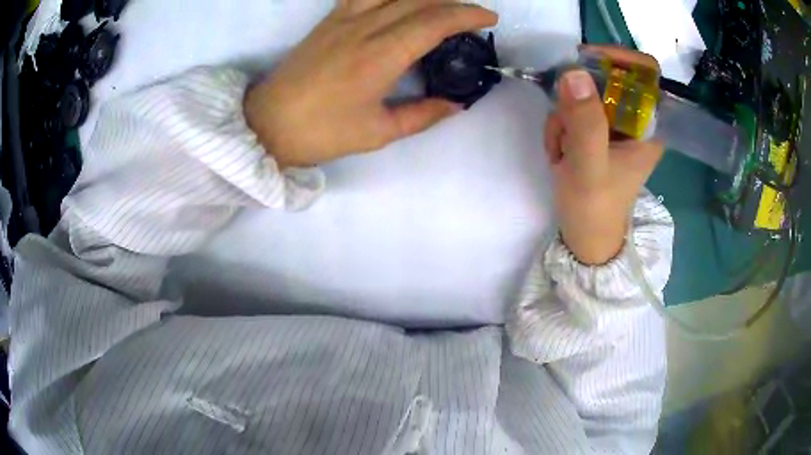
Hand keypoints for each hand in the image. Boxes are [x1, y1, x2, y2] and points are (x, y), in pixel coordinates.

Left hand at [244, 0, 497, 167]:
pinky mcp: (329, 19)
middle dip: (454, 2)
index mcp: (380, 56)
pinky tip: (400, 0)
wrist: (267, 123)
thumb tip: (456, 104)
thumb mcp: (378, 133)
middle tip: (472, 17)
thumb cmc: (321, 132)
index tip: (488, 20)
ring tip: (441, 4)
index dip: (466, 15)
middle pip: (419, 0)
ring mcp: (343, 19)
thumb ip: (422, 114)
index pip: (434, 21)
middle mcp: (364, 28)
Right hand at [544, 46, 663, 264]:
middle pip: (606, 80)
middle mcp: (635, 121)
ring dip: (563, 117)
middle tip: (563, 123)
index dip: (619, 58)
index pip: (645, 72)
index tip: (586, 61)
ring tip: (561, 152)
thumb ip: (585, 123)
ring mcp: (614, 125)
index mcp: (649, 127)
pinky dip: (559, 127)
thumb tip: (573, 72)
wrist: (584, 237)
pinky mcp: (597, 132)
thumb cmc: (594, 209)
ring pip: (583, 94)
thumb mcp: (589, 168)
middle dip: (576, 98)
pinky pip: (572, 110)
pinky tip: (560, 155)